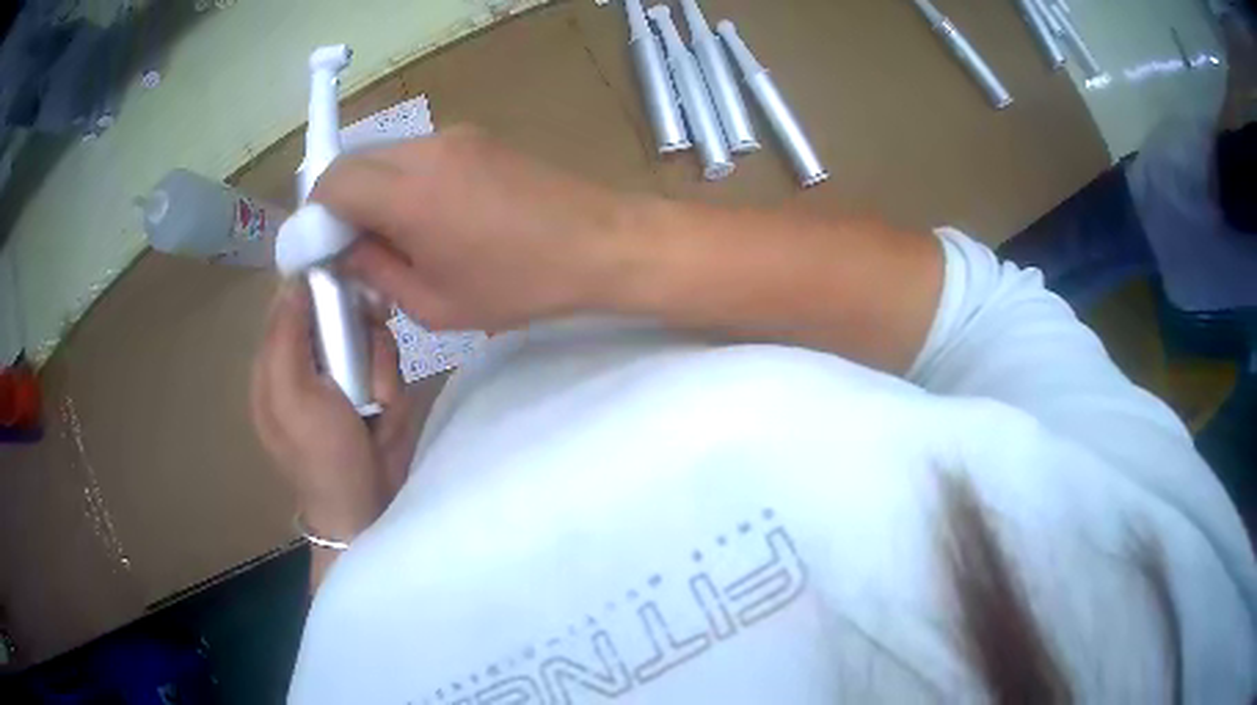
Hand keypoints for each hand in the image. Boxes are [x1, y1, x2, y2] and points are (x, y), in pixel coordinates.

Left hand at [251, 281, 418, 542]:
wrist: (367, 508)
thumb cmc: (321, 455)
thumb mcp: (292, 397)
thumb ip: (286, 337)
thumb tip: (294, 280)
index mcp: (277, 360)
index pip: (295, 299)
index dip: (320, 286)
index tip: (347, 288)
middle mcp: (308, 360)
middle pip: (340, 311)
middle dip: (359, 332)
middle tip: (367, 354)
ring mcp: (343, 375)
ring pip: (370, 335)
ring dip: (379, 366)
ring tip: (376, 403)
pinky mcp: (372, 389)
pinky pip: (388, 363)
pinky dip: (392, 385)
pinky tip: (385, 410)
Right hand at [312, 127, 635, 330]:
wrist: (600, 243)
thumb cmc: (520, 285)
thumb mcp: (435, 303)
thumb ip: (376, 272)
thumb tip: (343, 250)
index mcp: (409, 194)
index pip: (332, 182)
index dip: (315, 214)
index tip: (321, 247)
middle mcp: (426, 150)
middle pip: (354, 160)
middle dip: (339, 201)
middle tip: (354, 245)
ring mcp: (454, 135)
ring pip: (385, 154)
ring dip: (372, 189)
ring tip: (395, 235)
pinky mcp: (476, 135)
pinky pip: (417, 153)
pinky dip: (403, 179)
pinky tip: (429, 215)